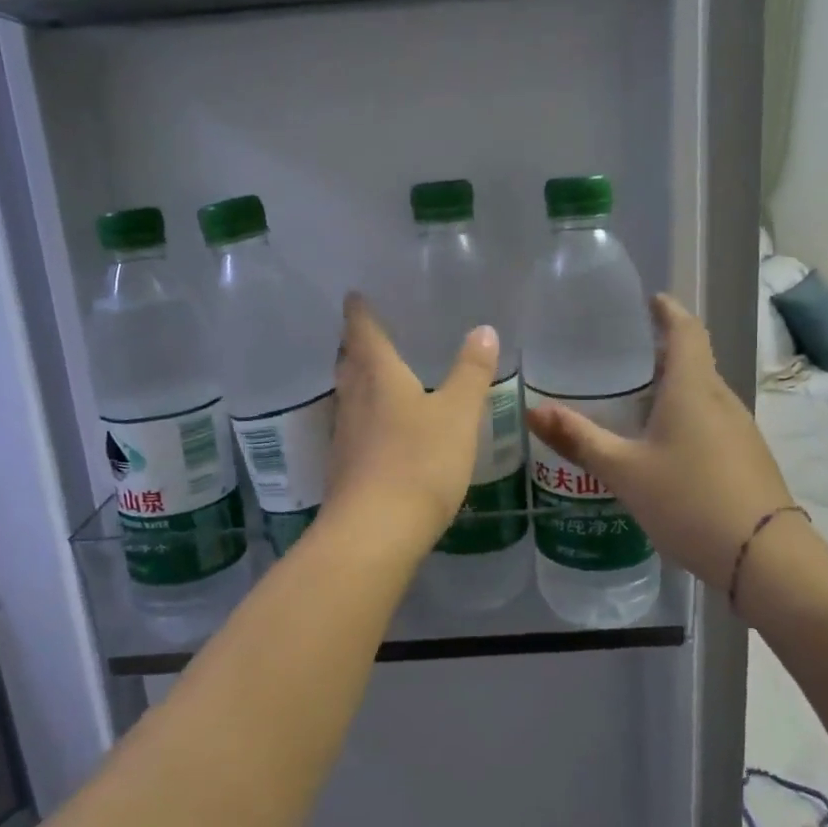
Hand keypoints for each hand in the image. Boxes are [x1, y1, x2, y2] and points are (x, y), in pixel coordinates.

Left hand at [325, 294, 498, 553]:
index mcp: (379, 377)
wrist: (375, 531)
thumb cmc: (419, 461)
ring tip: (371, 373)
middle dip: (354, 345)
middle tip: (361, 332)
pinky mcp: (344, 468)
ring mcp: (345, 436)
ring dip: (355, 380)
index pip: (364, 333)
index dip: (359, 313)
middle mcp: (354, 400)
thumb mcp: (457, 414)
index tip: (353, 295)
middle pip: (348, 363)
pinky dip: (363, 415)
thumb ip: (471, 372)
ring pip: (348, 396)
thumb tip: (483, 329)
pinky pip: (353, 427)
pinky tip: (377, 428)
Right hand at [526, 294, 795, 591]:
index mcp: (694, 389)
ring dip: (673, 386)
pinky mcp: (746, 457)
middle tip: (621, 355)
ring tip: (633, 398)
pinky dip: (684, 416)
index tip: (649, 300)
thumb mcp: (624, 471)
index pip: (686, 330)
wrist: (765, 559)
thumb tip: (532, 411)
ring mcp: (739, 430)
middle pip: (694, 361)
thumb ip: (579, 440)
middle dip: (662, 351)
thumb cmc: (690, 501)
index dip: (667, 311)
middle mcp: (721, 400)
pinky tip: (661, 444)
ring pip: (702, 393)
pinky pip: (710, 420)